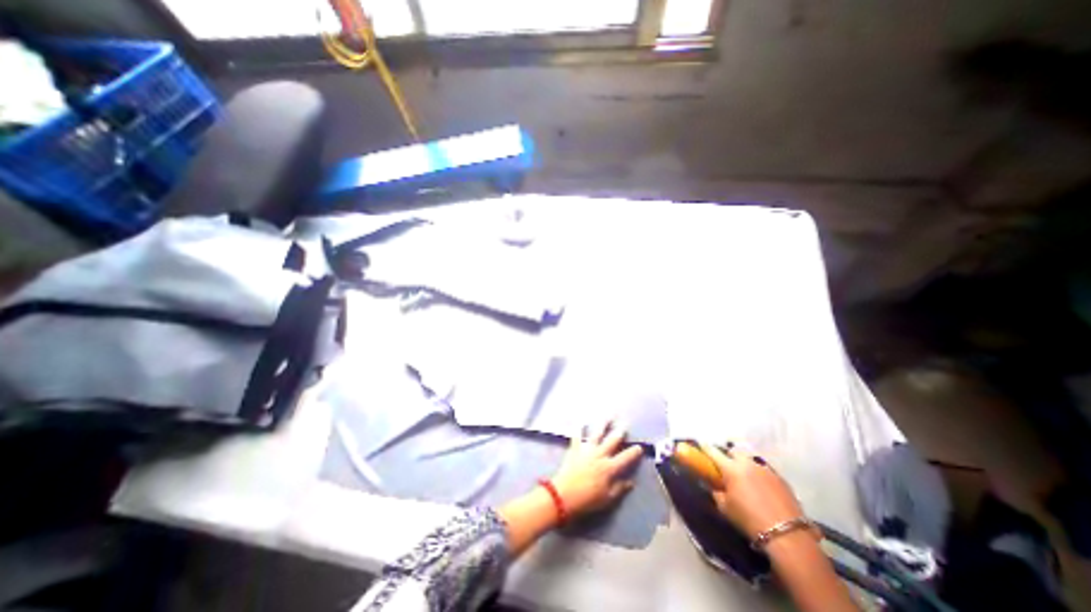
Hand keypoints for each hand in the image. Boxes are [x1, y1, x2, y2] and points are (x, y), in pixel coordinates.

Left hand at [550, 420, 641, 515]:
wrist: (565, 495)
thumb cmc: (588, 500)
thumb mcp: (608, 499)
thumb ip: (620, 488)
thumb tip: (631, 482)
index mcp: (609, 467)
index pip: (625, 458)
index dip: (634, 452)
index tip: (640, 446)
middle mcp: (600, 454)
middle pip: (612, 441)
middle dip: (620, 432)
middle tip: (625, 424)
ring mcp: (587, 449)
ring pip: (597, 433)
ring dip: (603, 424)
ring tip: (608, 416)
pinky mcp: (575, 448)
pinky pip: (577, 436)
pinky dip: (579, 428)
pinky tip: (581, 421)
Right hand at [703, 442, 802, 536]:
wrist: (787, 537)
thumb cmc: (749, 520)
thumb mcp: (725, 508)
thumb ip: (716, 493)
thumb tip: (714, 487)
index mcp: (731, 468)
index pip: (713, 451)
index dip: (705, 448)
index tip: (701, 444)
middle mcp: (747, 463)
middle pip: (734, 452)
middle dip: (728, 456)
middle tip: (725, 466)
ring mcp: (766, 470)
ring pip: (750, 460)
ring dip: (744, 465)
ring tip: (745, 477)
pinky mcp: (781, 479)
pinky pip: (764, 471)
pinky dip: (759, 475)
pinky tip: (761, 488)